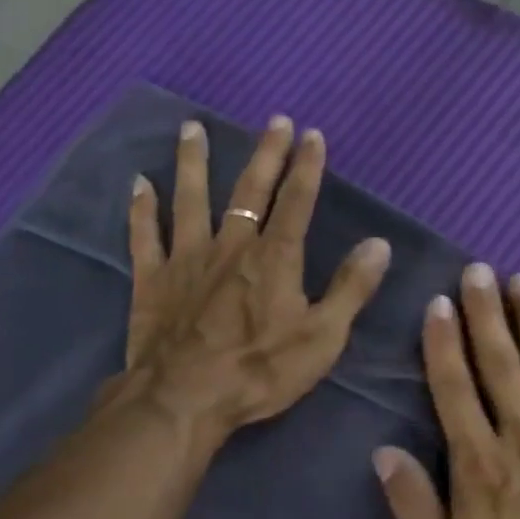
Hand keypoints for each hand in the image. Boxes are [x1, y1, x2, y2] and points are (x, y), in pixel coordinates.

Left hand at [121, 116, 391, 444]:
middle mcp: (231, 246)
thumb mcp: (322, 338)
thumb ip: (351, 289)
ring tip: (192, 128)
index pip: (296, 202)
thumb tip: (380, 244)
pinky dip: (142, 209)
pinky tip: (139, 183)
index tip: (312, 135)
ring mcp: (187, 259)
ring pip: (190, 199)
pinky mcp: (152, 280)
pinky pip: (145, 236)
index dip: (307, 168)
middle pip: (249, 190)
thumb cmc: (260, 371)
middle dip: (265, 154)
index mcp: (274, 259)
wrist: (185, 398)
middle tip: (273, 120)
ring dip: (193, 162)